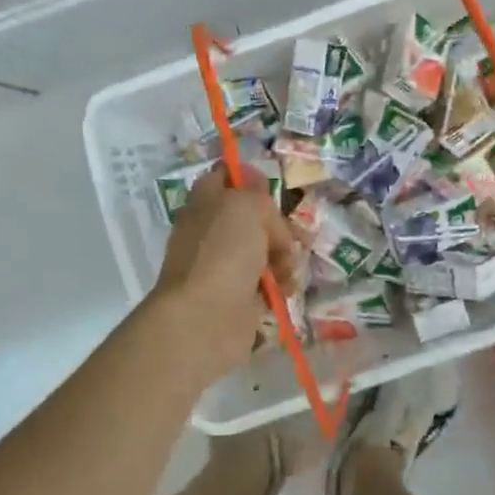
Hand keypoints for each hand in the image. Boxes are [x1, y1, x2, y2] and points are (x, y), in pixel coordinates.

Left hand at [150, 169, 300, 387]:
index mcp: (205, 202)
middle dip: (278, 225)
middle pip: (254, 217)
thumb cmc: (223, 252)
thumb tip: (258, 192)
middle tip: (289, 237)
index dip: (248, 177)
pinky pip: (269, 282)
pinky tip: (285, 288)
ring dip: (284, 257)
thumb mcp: (244, 205)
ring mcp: (225, 266)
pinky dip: (281, 284)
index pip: (225, 177)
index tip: (270, 187)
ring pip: (266, 250)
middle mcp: (213, 232)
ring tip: (285, 269)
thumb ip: (256, 192)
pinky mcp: (240, 297)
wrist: (206, 317)